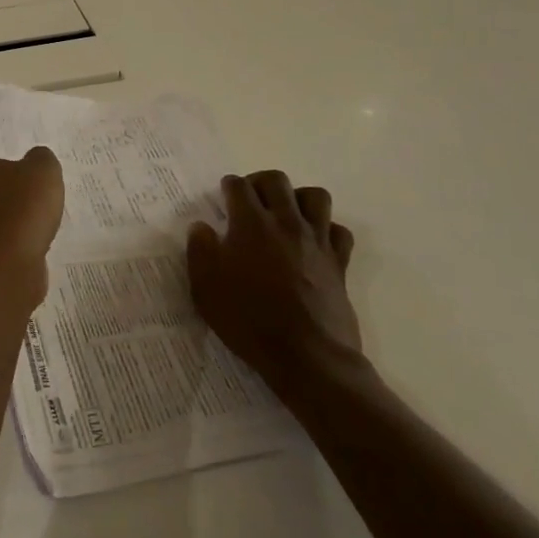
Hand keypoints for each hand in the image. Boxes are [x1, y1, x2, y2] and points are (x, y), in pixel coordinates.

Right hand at [187, 171, 363, 396]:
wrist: (306, 356)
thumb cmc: (248, 319)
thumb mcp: (205, 287)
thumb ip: (200, 249)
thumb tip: (202, 227)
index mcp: (250, 223)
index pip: (239, 186)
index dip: (229, 185)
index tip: (224, 194)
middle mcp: (286, 222)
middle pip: (277, 180)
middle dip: (260, 182)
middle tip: (250, 200)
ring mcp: (317, 241)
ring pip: (315, 196)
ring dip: (297, 198)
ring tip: (285, 214)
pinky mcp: (339, 263)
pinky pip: (338, 231)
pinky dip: (326, 229)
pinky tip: (313, 242)